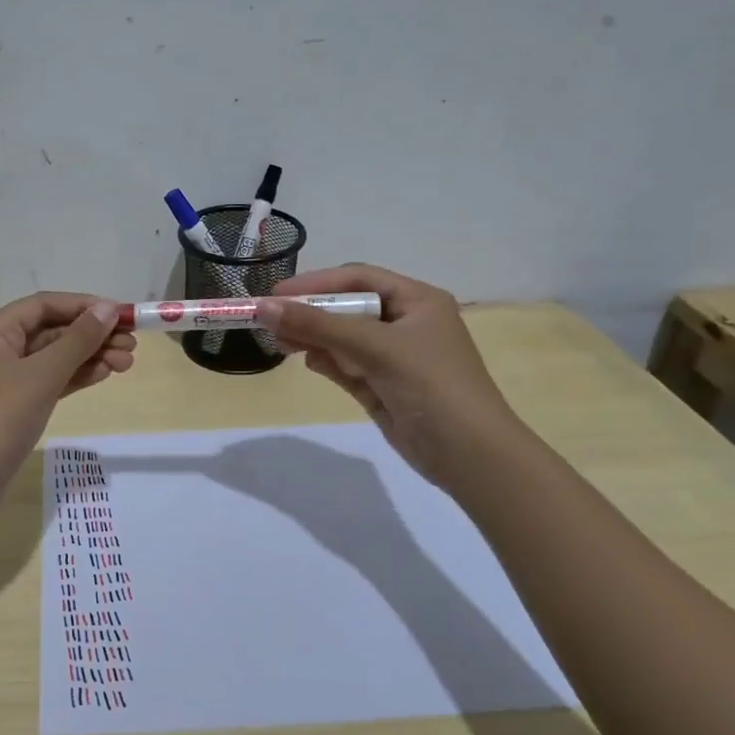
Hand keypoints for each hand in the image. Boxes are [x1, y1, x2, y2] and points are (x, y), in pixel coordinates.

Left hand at [0, 292, 135, 509]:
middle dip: (92, 335)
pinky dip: (76, 376)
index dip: (85, 306)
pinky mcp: (14, 405)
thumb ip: (78, 340)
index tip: (123, 315)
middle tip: (132, 345)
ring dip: (89, 356)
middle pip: (52, 330)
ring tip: (127, 363)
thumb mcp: (42, 375)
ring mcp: (5, 379)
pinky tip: (104, 375)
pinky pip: (50, 380)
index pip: (45, 304)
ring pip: (54, 357)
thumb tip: (107, 308)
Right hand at [260, 265, 520, 487]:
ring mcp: (393, 357)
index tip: (275, 294)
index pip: (358, 279)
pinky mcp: (382, 385)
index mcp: (416, 301)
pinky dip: (326, 361)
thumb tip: (264, 306)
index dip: (316, 283)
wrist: (469, 455)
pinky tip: (308, 363)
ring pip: (342, 338)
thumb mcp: (374, 348)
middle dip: (310, 314)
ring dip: (313, 338)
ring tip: (281, 345)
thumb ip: (318, 326)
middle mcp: (405, 323)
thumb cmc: (430, 386)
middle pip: (346, 307)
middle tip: (270, 322)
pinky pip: (346, 364)